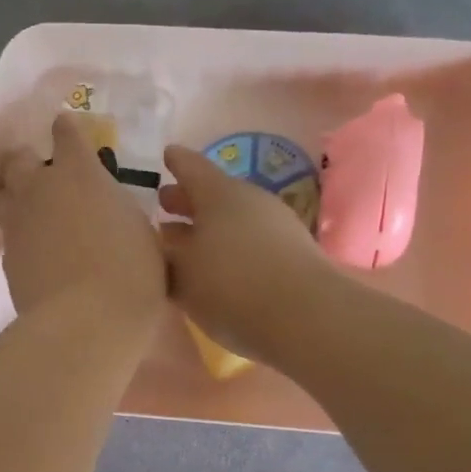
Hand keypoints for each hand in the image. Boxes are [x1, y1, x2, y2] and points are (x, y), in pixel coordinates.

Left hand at [0, 112, 165, 332]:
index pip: (66, 132)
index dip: (67, 128)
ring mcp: (18, 221)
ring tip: (37, 212)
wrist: (86, 320)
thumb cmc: (130, 272)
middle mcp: (41, 188)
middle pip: (21, 159)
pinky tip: (37, 250)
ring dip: (20, 195)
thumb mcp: (139, 231)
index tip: (69, 129)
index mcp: (79, 173)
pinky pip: (9, 232)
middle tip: (49, 178)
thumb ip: (116, 209)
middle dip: (32, 161)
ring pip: (7, 193)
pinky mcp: (7, 255)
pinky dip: (21, 234)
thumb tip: (105, 210)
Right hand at [158, 143, 335, 362]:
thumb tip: (165, 245)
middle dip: (188, 201)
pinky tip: (221, 268)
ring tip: (189, 244)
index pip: (191, 168)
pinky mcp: (293, 255)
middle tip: (166, 206)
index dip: (176, 162)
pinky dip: (231, 248)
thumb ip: (167, 257)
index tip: (166, 154)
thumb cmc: (230, 285)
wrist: (305, 317)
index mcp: (218, 193)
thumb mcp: (182, 274)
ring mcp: (277, 226)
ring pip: (233, 220)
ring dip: (210, 229)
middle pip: (214, 195)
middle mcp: (250, 201)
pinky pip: (251, 242)